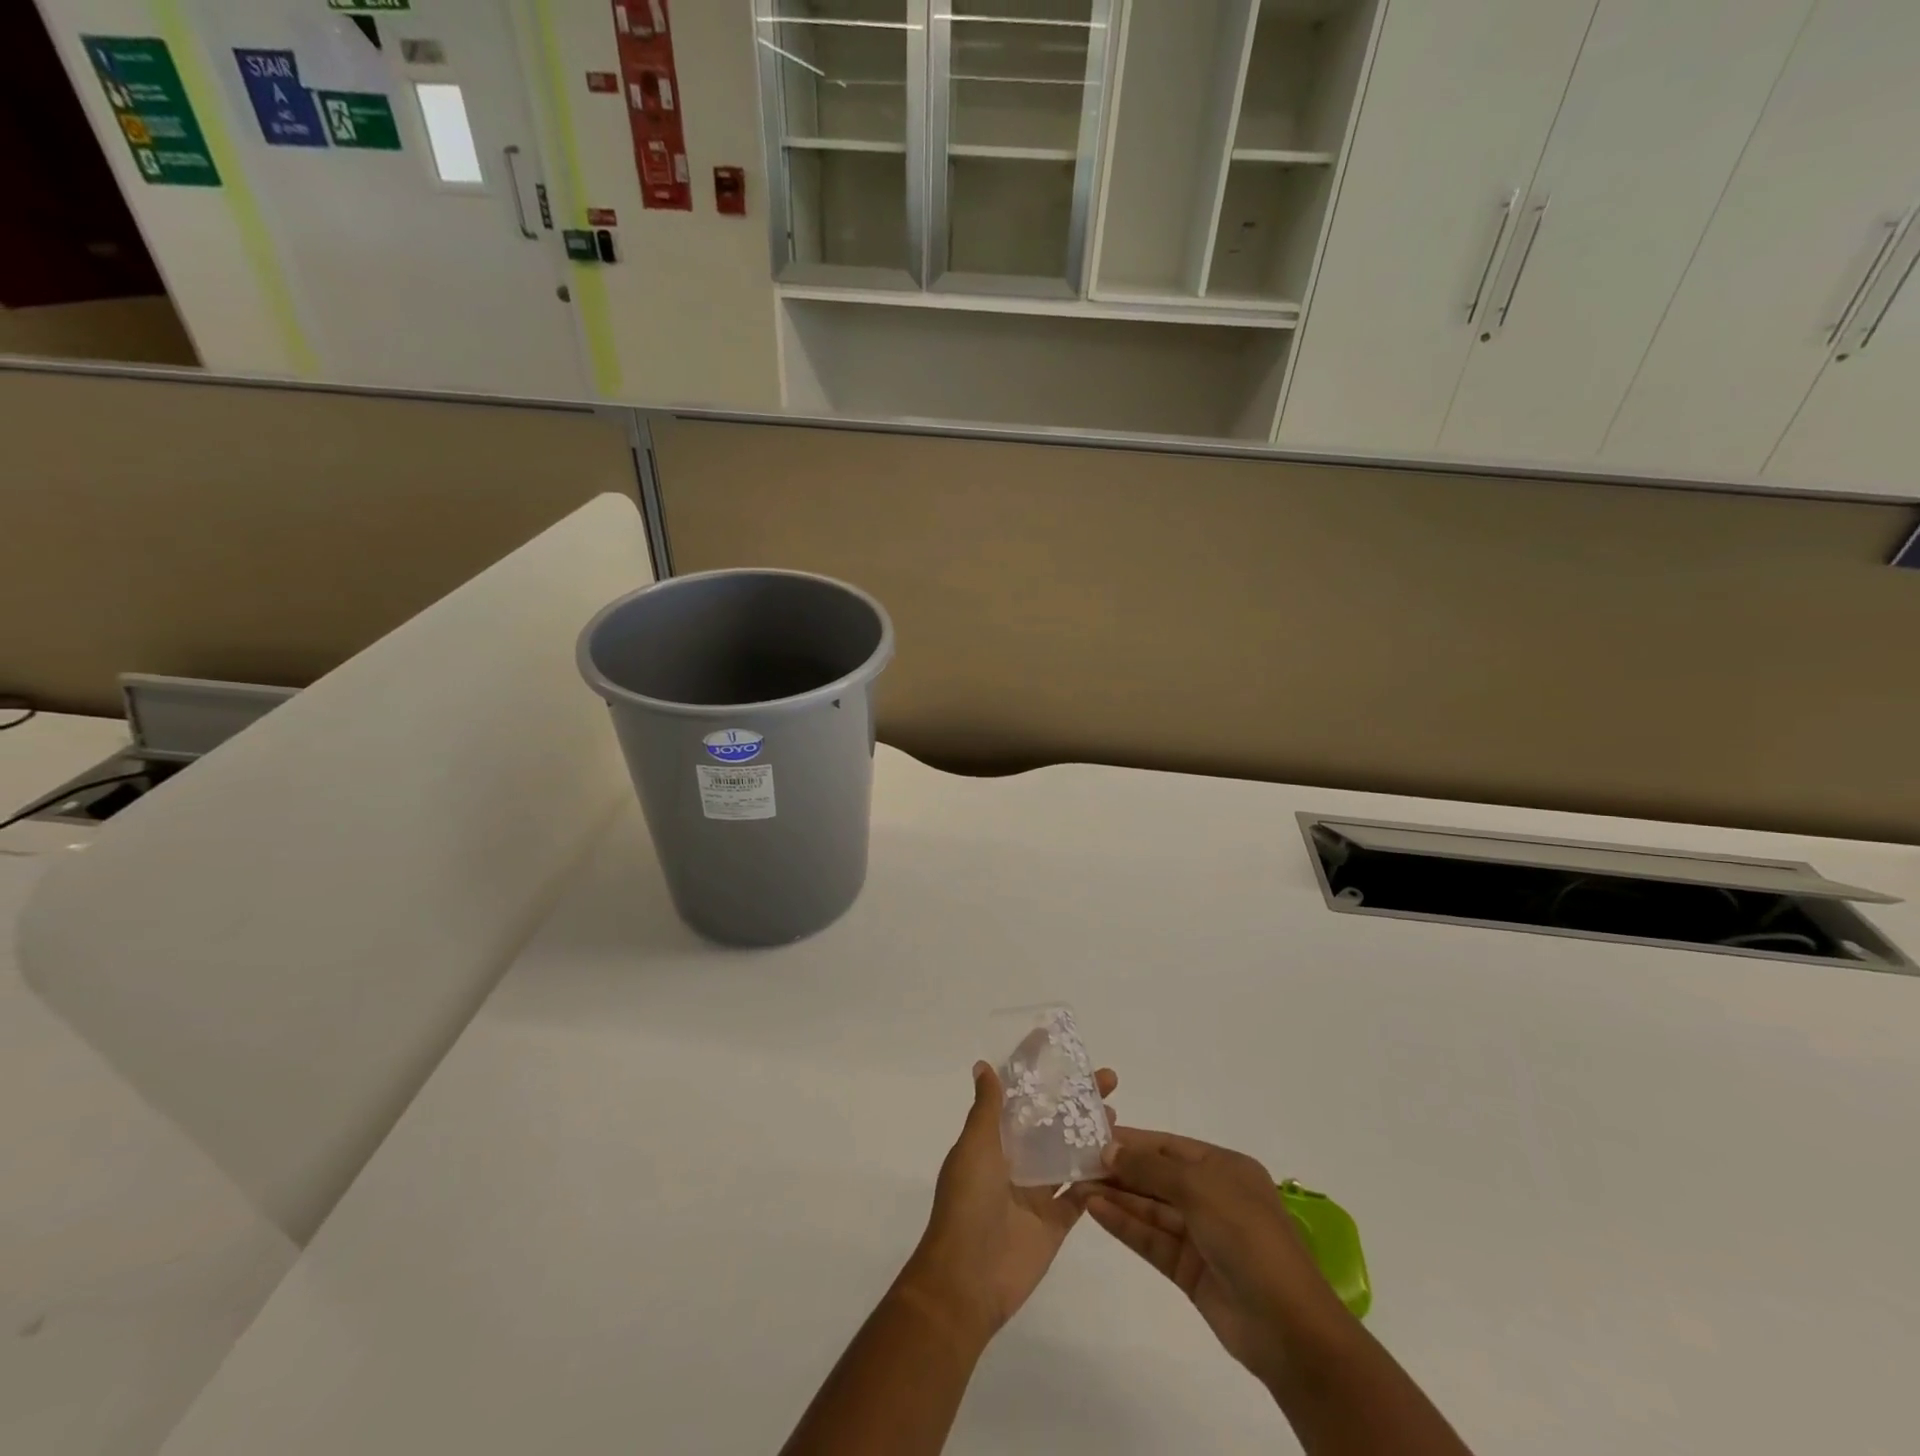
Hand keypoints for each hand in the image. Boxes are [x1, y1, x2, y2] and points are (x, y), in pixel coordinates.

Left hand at [900, 1062, 1118, 1342]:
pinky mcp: (1056, 1221)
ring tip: (1115, 1111)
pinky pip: (1081, 1194)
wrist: (967, 1280)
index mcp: (993, 1137)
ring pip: (1069, 1152)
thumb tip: (984, 1066)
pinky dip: (1099, 1177)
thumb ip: (987, 1108)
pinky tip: (1122, 1158)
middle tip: (1107, 1078)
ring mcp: (1037, 1190)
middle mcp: (1016, 1158)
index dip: (1033, 1066)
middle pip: (1051, 1118)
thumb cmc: (967, 1203)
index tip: (1056, 1041)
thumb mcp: (975, 1146)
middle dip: (1075, 1096)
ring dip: (1091, 1131)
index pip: (1016, 1092)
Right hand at [1080, 1128, 1351, 1390]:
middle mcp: (1212, 1196)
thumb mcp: (1199, 1187)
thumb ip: (1151, 1166)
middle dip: (1120, 1168)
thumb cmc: (1247, 1237)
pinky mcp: (1189, 1270)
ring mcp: (1201, 1235)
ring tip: (1076, 1183)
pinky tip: (1094, 1210)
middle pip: (1157, 1175)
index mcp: (1224, 1168)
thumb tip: (1110, 1149)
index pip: (1169, 1145)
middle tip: (1075, 1160)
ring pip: (1150, 1207)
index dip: (1132, 1140)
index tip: (1092, 1133)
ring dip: (1116, 1195)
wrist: (1288, 1327)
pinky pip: (1151, 1239)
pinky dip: (1124, 1224)